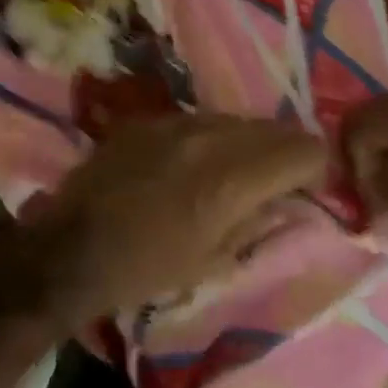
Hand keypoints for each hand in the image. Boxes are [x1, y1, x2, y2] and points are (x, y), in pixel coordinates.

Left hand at [7, 115, 325, 326]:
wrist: (71, 249)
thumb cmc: (146, 268)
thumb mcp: (214, 260)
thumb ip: (258, 221)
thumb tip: (285, 199)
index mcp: (231, 178)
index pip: (303, 148)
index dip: (316, 169)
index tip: (307, 190)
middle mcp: (209, 137)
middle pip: (273, 127)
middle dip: (285, 152)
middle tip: (278, 181)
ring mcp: (174, 122)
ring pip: (235, 119)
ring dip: (247, 143)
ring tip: (233, 173)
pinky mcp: (147, 119)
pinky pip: (197, 120)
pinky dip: (209, 139)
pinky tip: (191, 164)